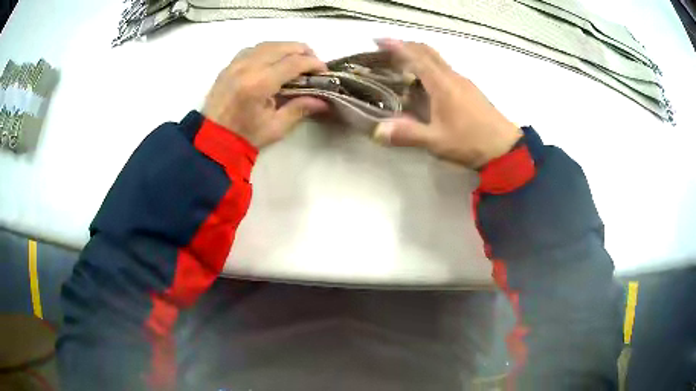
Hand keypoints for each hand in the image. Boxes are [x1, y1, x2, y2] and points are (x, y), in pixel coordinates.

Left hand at [203, 42, 328, 148]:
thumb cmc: (244, 137)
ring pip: (267, 44)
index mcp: (259, 83)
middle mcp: (247, 67)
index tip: (324, 71)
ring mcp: (235, 64)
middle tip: (313, 63)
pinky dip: (267, 50)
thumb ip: (299, 109)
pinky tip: (273, 60)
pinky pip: (252, 49)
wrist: (211, 140)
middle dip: (302, 51)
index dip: (313, 63)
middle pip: (282, 47)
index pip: (293, 62)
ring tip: (296, 59)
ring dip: (286, 48)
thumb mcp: (275, 127)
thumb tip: (324, 101)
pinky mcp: (228, 66)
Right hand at [373, 39, 521, 168]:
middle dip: (407, 46)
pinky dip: (430, 68)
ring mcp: (464, 82)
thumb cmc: (471, 142)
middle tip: (387, 50)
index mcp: (443, 84)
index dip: (397, 47)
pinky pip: (445, 70)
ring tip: (401, 65)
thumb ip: (408, 134)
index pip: (417, 57)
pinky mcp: (470, 90)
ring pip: (438, 60)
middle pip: (428, 52)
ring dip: (419, 56)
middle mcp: (453, 77)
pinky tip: (424, 83)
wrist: (505, 148)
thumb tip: (377, 132)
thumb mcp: (437, 141)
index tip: (379, 40)